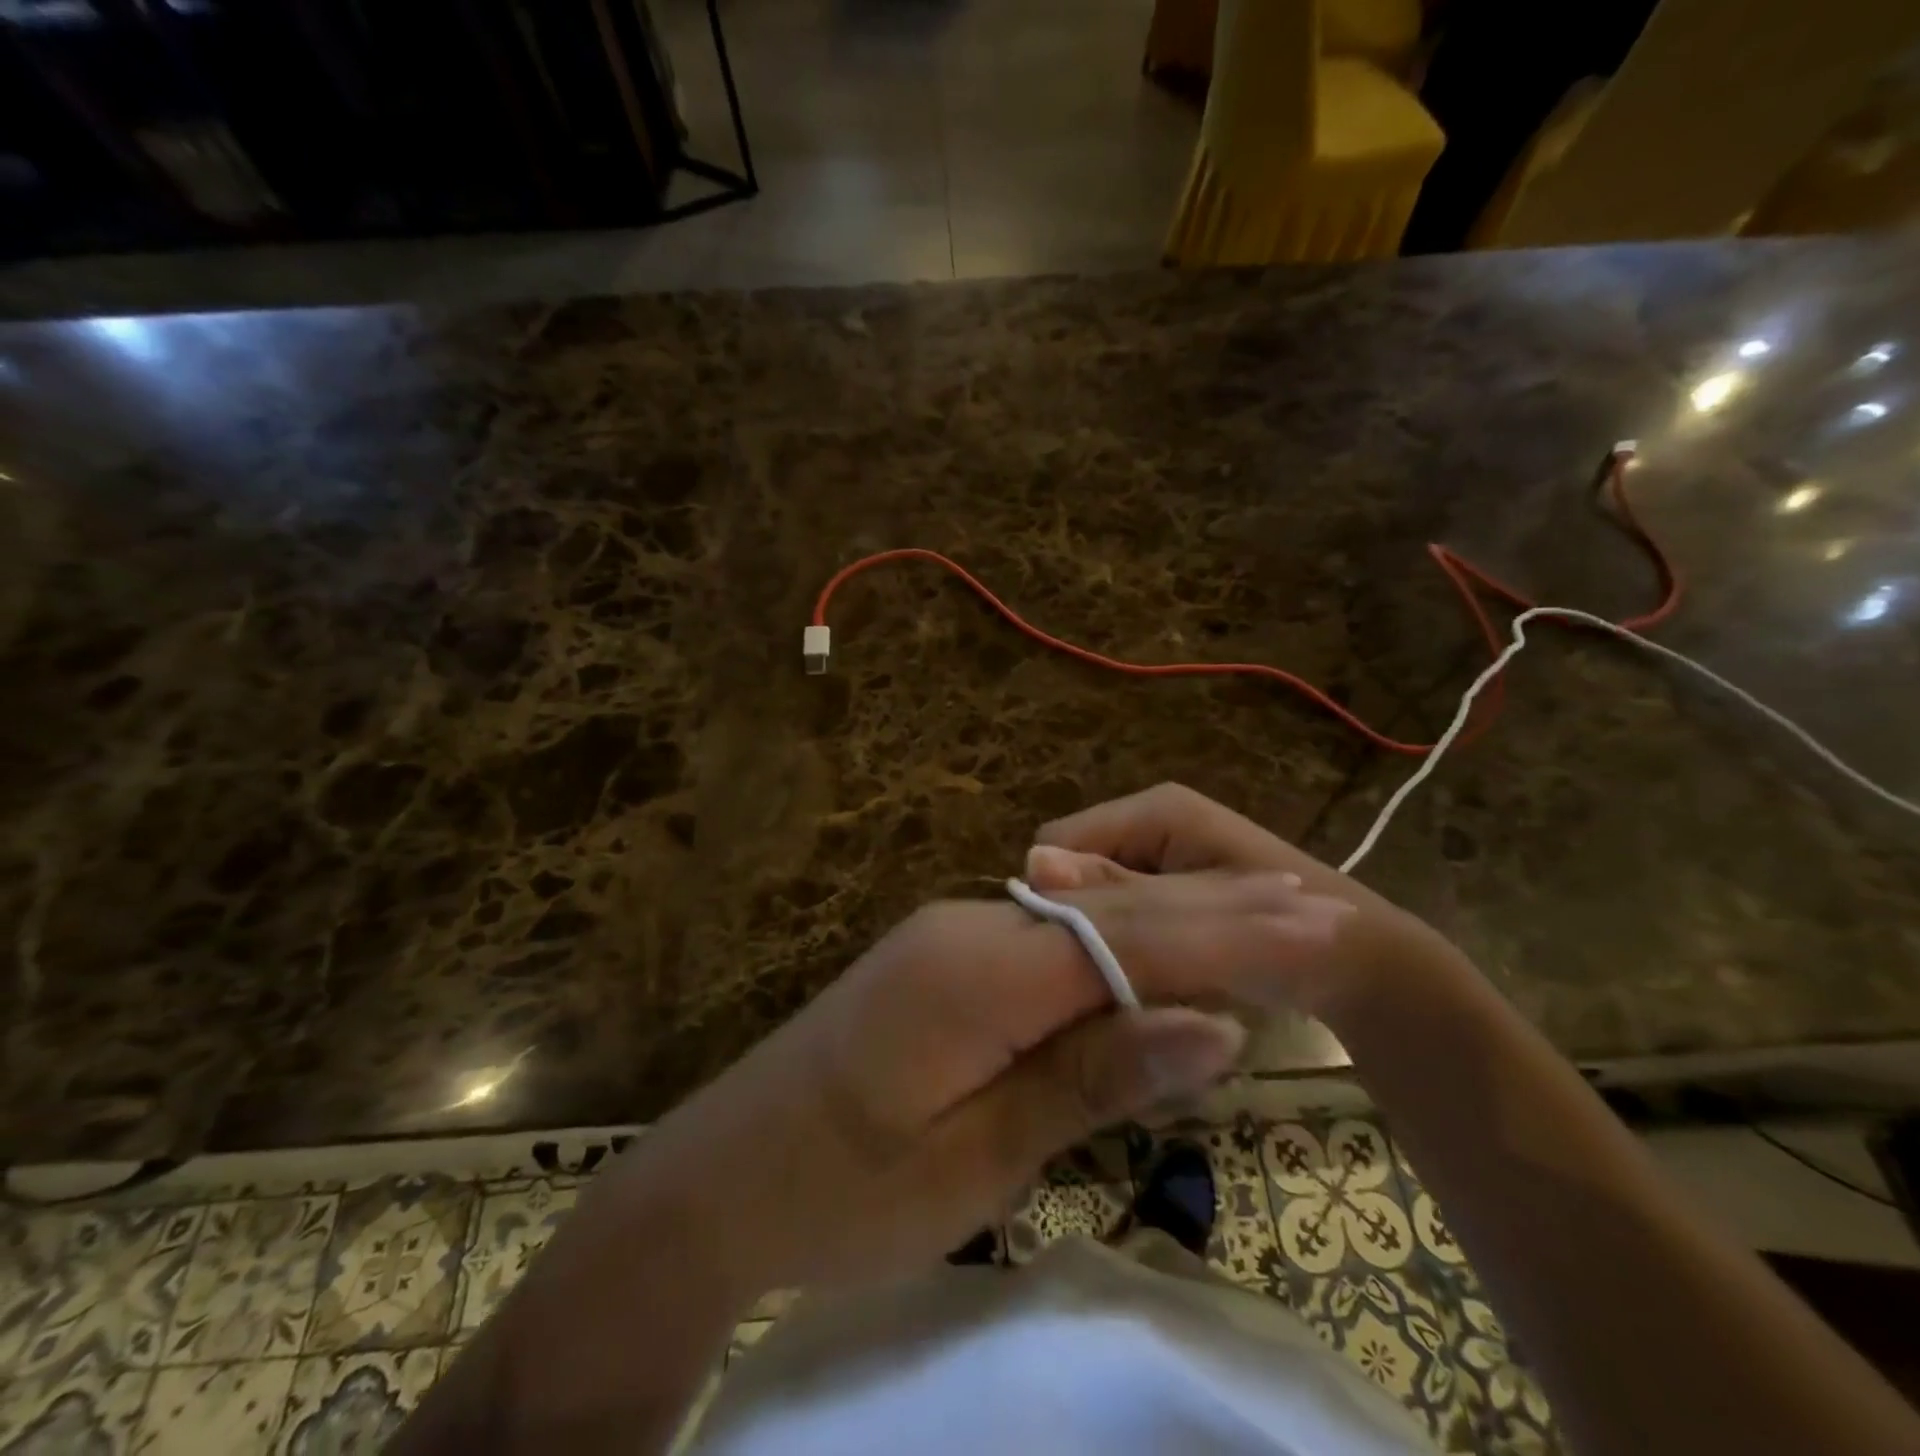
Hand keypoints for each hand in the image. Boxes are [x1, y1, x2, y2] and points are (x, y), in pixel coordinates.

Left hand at [601, 869, 1350, 1304]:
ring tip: (1268, 910)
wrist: (719, 1178)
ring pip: (1085, 922)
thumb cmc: (841, 1193)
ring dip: (1175, 918)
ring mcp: (952, 937)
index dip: (1228, 935)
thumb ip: (1088, 1076)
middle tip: (1318, 900)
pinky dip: (1119, 944)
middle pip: (1113, 914)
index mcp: (976, 972)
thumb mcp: (974, 1158)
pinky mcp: (944, 959)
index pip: (1129, 941)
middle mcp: (969, 929)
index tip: (1322, 923)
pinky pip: (1049, 943)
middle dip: (1216, 909)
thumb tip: (1209, 1024)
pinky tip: (1164, 946)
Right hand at [1025, 783, 1469, 1024]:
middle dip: (1080, 923)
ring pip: (1096, 896)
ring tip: (1123, 988)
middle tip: (1097, 985)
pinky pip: (1121, 910)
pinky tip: (1145, 978)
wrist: (1359, 962)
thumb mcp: (1198, 913)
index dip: (1052, 904)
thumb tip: (1035, 863)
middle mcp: (1148, 821)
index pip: (1056, 846)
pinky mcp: (1168, 883)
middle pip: (1076, 871)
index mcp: (1151, 811)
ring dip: (1102, 938)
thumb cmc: (1287, 934)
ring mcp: (1158, 853)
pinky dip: (1125, 943)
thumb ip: (1118, 892)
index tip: (1066, 964)